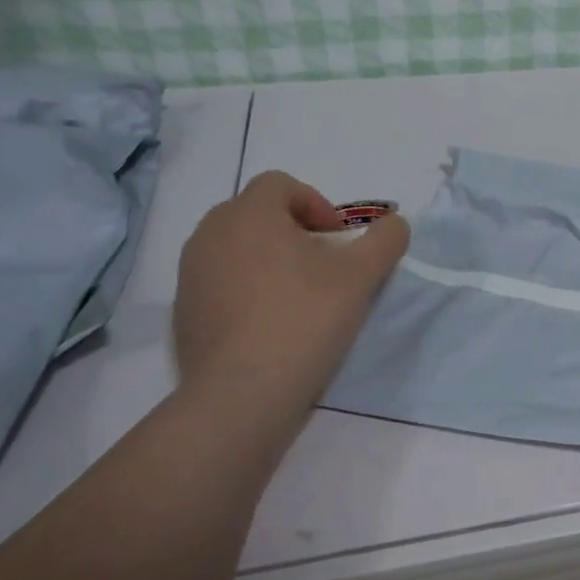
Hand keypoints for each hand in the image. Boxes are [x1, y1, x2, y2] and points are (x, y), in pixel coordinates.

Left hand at [174, 171, 409, 404]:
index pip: (280, 184)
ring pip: (236, 248)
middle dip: (293, 230)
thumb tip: (395, 224)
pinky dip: (246, 289)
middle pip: (256, 213)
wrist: (242, 395)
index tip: (337, 240)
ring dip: (269, 258)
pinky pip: (220, 282)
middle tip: (322, 264)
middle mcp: (210, 234)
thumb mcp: (361, 277)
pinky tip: (271, 325)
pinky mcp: (184, 311)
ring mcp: (191, 274)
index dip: (316, 204)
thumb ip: (385, 241)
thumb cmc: (304, 320)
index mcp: (248, 214)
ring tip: (298, 295)